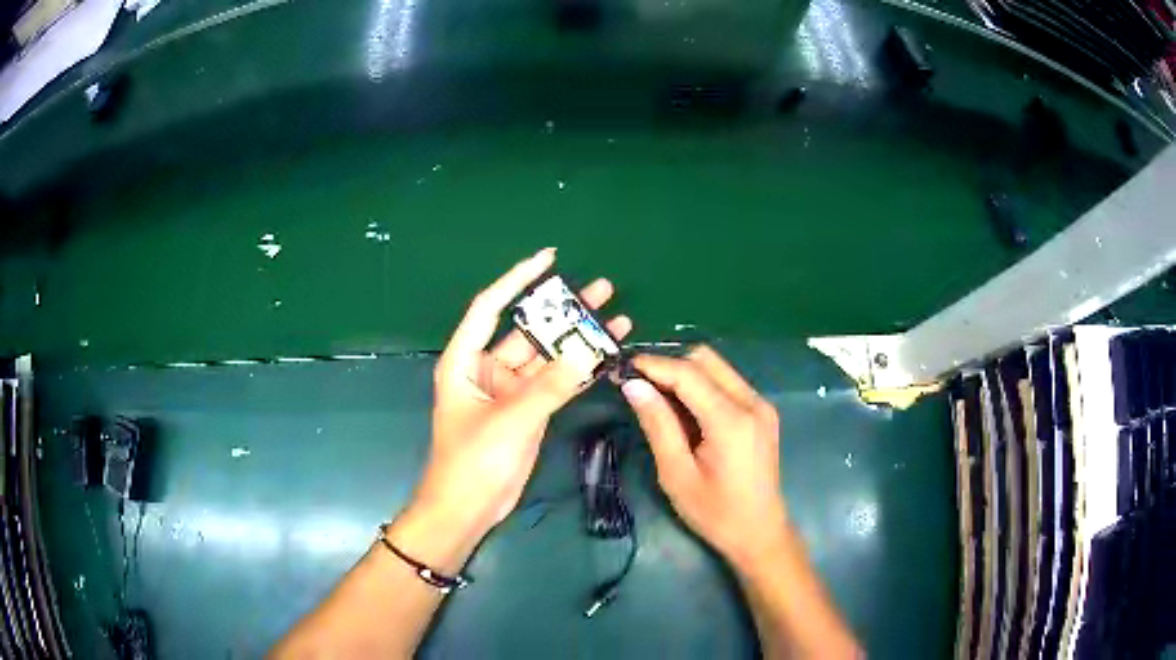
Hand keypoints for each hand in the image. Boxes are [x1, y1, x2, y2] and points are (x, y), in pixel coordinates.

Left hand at [409, 248, 632, 547]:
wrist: (469, 508)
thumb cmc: (472, 461)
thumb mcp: (509, 420)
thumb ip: (548, 387)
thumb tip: (585, 351)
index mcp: (465, 361)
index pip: (491, 308)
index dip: (517, 279)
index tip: (549, 258)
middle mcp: (487, 369)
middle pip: (529, 330)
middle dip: (563, 310)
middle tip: (603, 290)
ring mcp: (511, 391)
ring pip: (548, 357)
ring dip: (577, 340)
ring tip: (616, 317)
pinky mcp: (529, 411)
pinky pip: (557, 383)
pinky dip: (580, 371)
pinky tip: (606, 355)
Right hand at [620, 346, 786, 568]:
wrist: (759, 532)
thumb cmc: (715, 512)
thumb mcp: (676, 474)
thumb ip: (657, 425)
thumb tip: (633, 386)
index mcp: (731, 421)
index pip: (688, 373)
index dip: (653, 365)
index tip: (622, 367)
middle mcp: (752, 402)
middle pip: (705, 359)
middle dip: (669, 365)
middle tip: (639, 385)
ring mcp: (761, 404)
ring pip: (717, 367)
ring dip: (685, 373)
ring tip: (657, 397)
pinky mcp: (762, 411)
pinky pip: (727, 382)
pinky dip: (701, 385)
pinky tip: (684, 409)